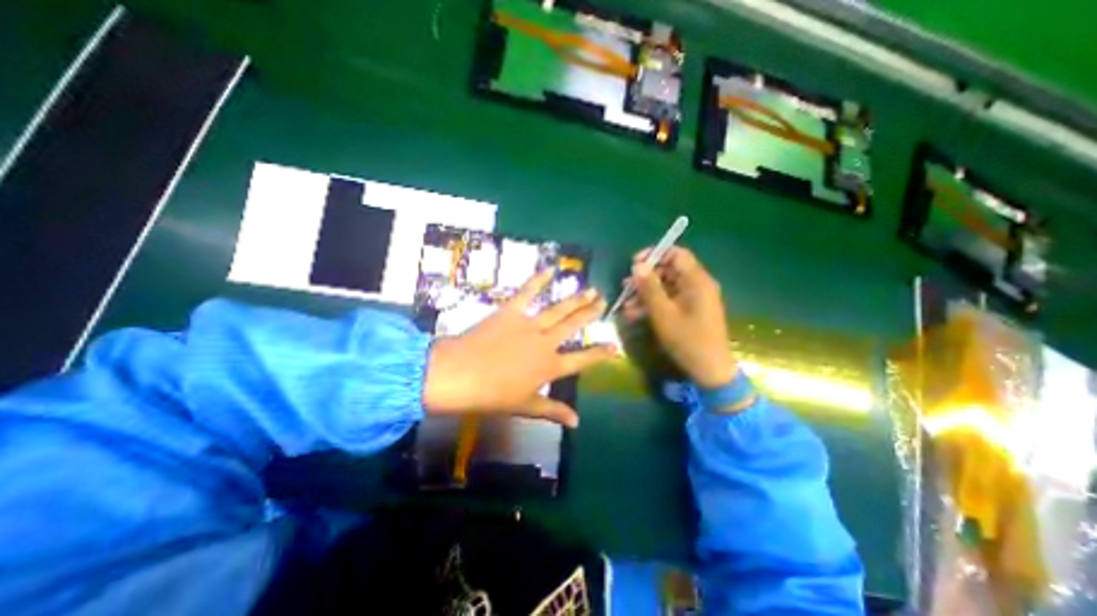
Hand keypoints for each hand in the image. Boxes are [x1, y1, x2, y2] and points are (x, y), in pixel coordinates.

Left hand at [420, 269, 614, 428]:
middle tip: (603, 301)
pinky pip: (527, 292)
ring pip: (558, 309)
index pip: (582, 360)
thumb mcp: (525, 406)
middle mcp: (545, 342)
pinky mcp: (511, 311)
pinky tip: (550, 269)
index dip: (600, 354)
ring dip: (575, 299)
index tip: (614, 346)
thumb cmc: (492, 396)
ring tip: (590, 289)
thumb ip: (553, 411)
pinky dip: (538, 280)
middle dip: (590, 314)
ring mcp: (529, 324)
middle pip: (573, 326)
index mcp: (550, 367)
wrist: (459, 375)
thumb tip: (577, 422)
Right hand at [621, 245, 740, 386]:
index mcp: (697, 281)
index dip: (654, 255)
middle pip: (669, 271)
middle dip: (645, 278)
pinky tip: (635, 315)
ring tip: (626, 305)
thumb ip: (650, 288)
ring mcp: (694, 299)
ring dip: (645, 294)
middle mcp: (697, 285)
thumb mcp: (663, 313)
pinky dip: (653, 305)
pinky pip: (669, 301)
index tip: (634, 264)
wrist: (710, 370)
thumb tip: (637, 265)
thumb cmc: (687, 339)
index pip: (676, 254)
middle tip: (625, 287)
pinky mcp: (690, 311)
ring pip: (666, 287)